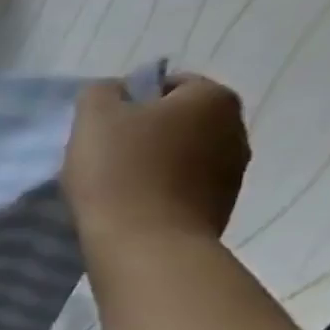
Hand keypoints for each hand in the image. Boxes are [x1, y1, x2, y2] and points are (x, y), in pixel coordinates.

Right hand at [62, 73, 249, 248]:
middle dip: (146, 135)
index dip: (130, 103)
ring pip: (183, 156)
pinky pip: (185, 189)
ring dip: (155, 165)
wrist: (145, 245)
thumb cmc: (118, 173)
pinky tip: (134, 209)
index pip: (168, 85)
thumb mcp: (93, 118)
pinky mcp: (221, 207)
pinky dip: (162, 193)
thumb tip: (113, 92)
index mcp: (211, 97)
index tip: (103, 130)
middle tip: (105, 158)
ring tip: (117, 188)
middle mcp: (236, 127)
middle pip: (178, 121)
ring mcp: (234, 171)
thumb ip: (100, 93)